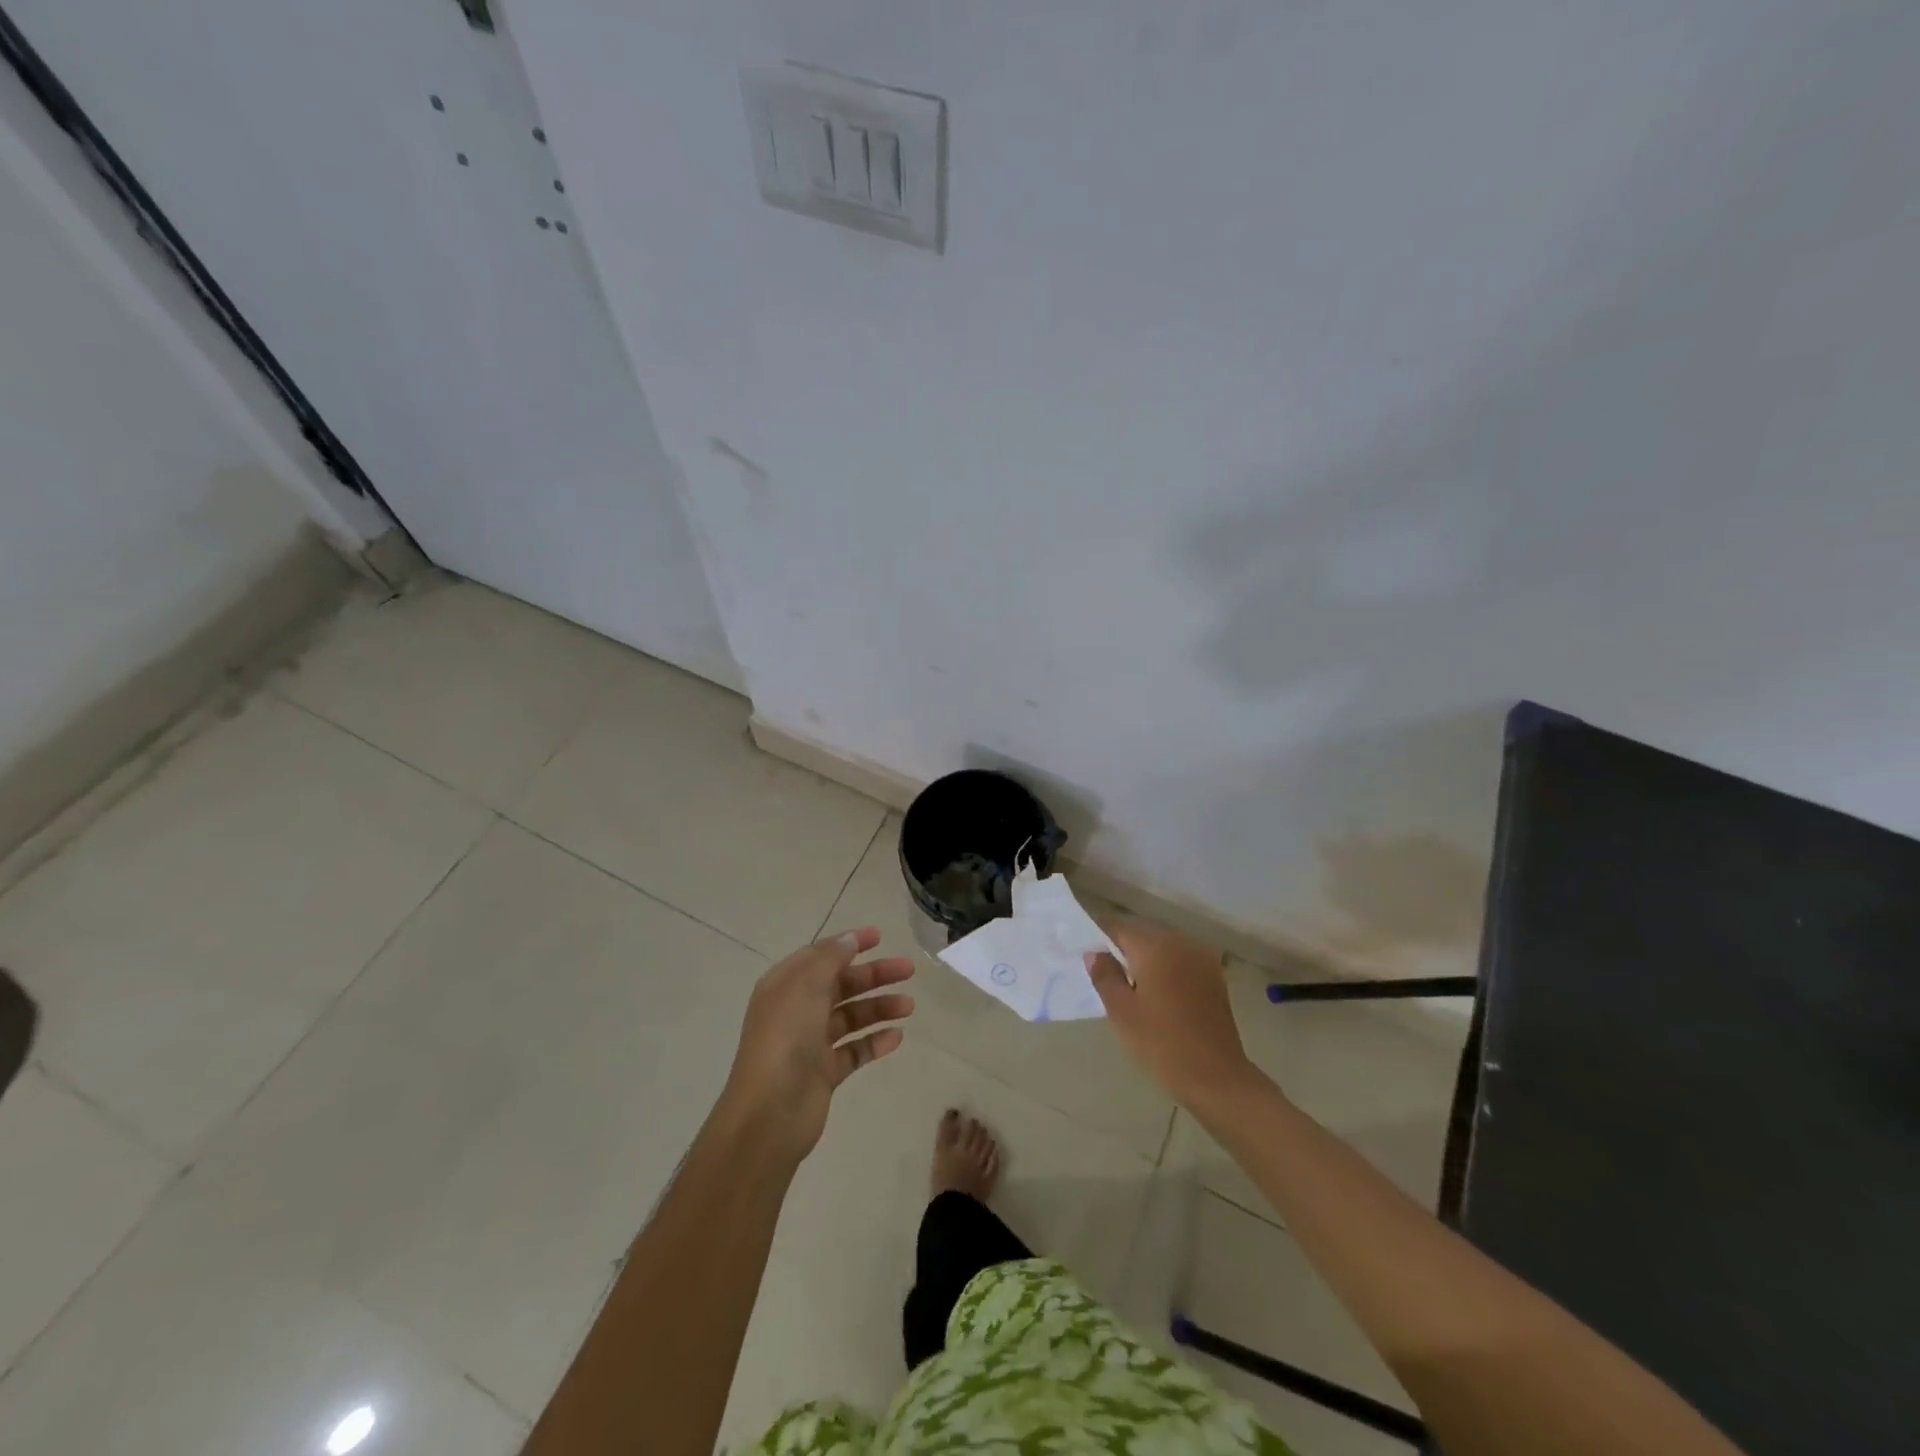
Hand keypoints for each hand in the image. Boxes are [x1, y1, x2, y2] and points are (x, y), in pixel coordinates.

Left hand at [719, 926, 913, 1162]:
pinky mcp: (824, 1072)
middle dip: (874, 975)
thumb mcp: (806, 986)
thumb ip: (831, 958)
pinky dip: (875, 1042)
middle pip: (841, 984)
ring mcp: (811, 1043)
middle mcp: (797, 1010)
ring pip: (851, 1016)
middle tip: (908, 970)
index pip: (821, 956)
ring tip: (909, 1006)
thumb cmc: (786, 1038)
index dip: (849, 944)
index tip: (880, 936)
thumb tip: (850, 938)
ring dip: (879, 1007)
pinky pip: (854, 1050)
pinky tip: (897, 1037)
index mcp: (785, 986)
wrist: (769, 1113)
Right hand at [1087, 919, 1257, 1108]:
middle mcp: (1180, 942)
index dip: (1098, 934)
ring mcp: (1201, 958)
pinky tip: (1155, 988)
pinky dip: (1164, 964)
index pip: (1119, 927)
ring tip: (1127, 980)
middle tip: (1102, 968)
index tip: (1084, 950)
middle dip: (1121, 944)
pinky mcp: (1213, 975)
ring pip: (1163, 944)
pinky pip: (1180, 958)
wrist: (1216, 1077)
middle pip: (1142, 932)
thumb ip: (1104, 976)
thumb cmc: (1161, 1044)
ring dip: (1143, 954)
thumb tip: (1095, 953)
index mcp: (1155, 946)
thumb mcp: (1121, 1011)